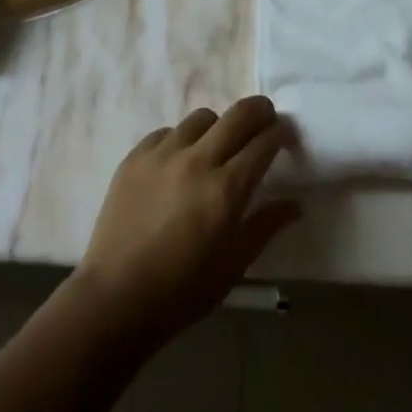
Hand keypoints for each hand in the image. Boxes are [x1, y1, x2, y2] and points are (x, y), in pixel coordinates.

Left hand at [74, 96, 300, 344]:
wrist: (114, 300)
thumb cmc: (182, 291)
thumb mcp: (233, 265)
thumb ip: (266, 226)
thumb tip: (297, 203)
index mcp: (226, 189)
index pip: (265, 142)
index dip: (282, 133)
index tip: (287, 137)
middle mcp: (198, 160)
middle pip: (239, 113)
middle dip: (260, 111)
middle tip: (265, 122)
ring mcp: (163, 154)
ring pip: (203, 117)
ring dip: (219, 127)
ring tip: (216, 148)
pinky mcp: (135, 157)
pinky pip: (168, 132)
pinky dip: (181, 140)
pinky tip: (179, 164)